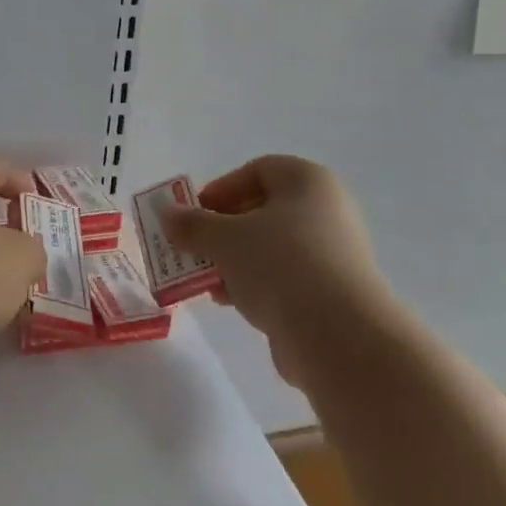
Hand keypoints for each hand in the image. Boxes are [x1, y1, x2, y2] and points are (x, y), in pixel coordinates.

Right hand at [159, 156, 387, 386]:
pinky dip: (259, 285)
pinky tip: (233, 304)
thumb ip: (192, 225)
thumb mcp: (224, 239)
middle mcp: (327, 210)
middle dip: (225, 230)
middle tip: (196, 248)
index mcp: (307, 181)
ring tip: (208, 282)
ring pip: (274, 248)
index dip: (223, 188)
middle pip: (265, 210)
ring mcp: (335, 253)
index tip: (196, 214)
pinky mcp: (335, 293)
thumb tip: (166, 214)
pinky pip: (288, 279)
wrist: (339, 335)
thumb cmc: (280, 264)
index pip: (259, 170)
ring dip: (237, 261)